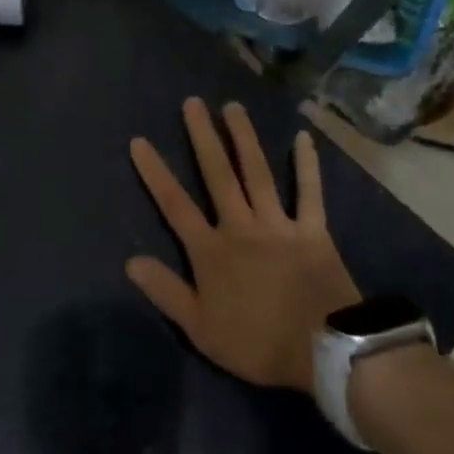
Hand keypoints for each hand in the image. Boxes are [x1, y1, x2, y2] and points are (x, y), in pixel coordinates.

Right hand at [126, 98, 360, 392]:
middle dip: (203, 137)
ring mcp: (277, 224)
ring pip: (256, 173)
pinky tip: (303, 138)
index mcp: (211, 250)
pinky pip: (309, 193)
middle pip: (217, 175)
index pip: (175, 205)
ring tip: (233, 107)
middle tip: (193, 102)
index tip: (140, 141)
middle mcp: (240, 226)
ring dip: (244, 138)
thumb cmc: (257, 343)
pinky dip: (306, 166)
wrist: (322, 351)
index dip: (156, 173)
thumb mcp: (201, 328)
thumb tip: (131, 261)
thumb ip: (166, 291)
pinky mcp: (312, 229)